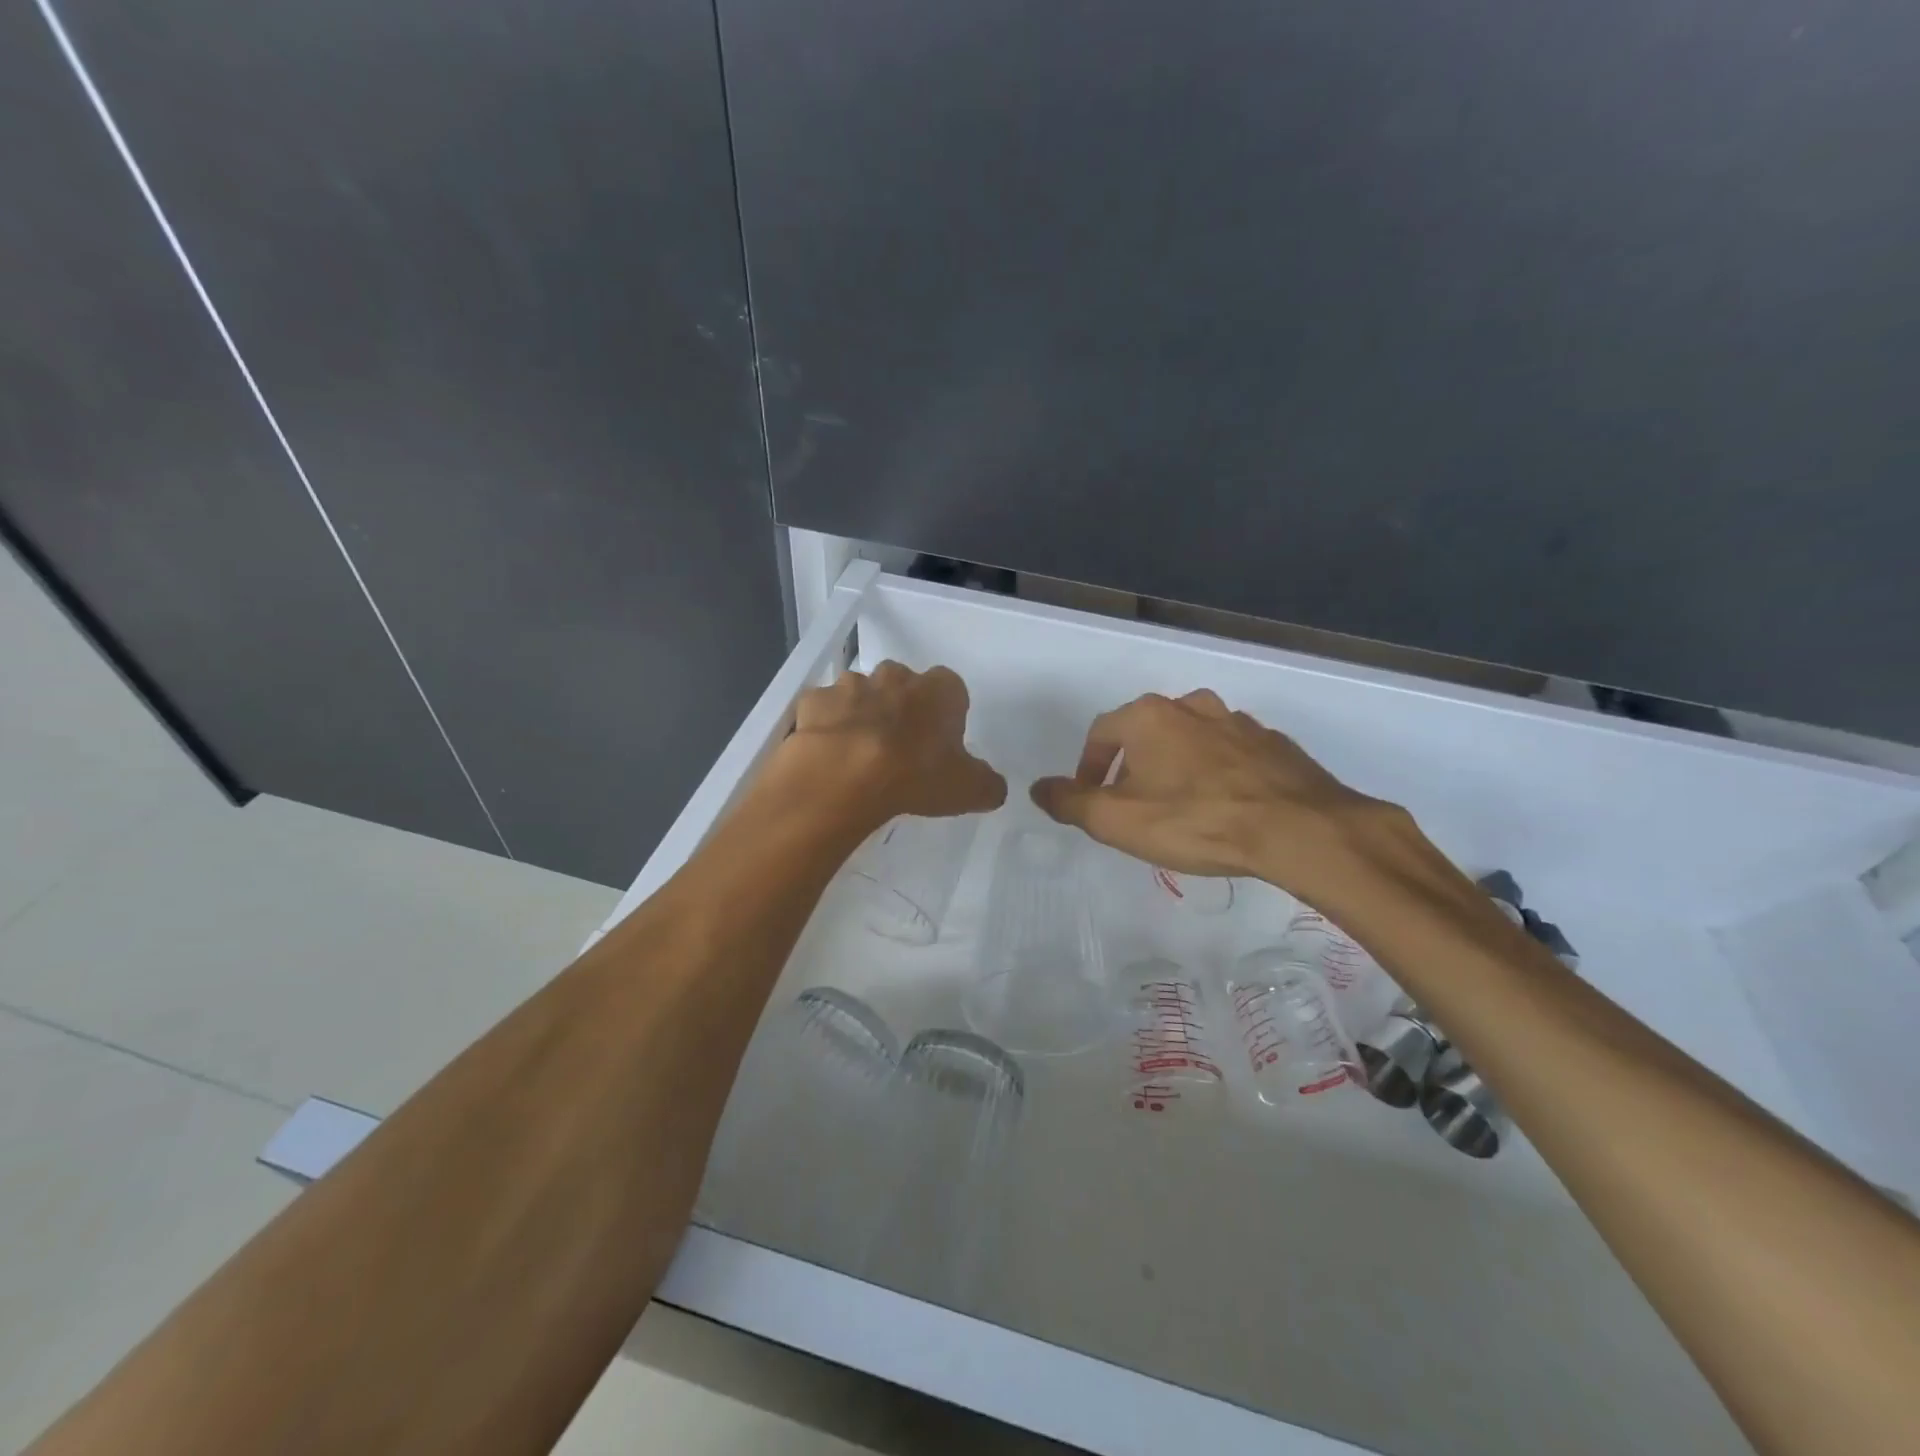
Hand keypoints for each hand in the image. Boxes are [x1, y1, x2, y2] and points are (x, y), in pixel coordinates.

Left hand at [779, 661, 1006, 823]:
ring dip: (863, 715)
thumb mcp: (969, 790)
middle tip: (900, 749)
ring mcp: (851, 684)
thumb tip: (992, 787)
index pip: (951, 690)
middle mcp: (896, 676)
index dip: (946, 715)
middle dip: (903, 709)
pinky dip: (826, 727)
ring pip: (861, 694)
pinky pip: (824, 710)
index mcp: (939, 690)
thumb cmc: (916, 776)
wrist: (845, 776)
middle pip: (904, 685)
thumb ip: (987, 784)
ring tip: (860, 756)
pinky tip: (828, 756)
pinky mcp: (815, 700)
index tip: (940, 743)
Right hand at [1030, 689, 1401, 897]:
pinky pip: (1230, 754)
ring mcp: (1237, 721)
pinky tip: (1223, 806)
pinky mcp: (1273, 743)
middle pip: (1146, 732)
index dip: (1087, 767)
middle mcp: (1191, 706)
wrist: (1297, 828)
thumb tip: (1038, 788)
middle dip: (1132, 766)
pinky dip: (1216, 773)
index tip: (1089, 799)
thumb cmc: (1195, 820)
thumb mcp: (1116, 820)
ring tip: (1178, 807)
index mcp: (1149, 717)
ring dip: (1175, 766)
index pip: (1101, 733)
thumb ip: (1071, 802)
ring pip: (1190, 740)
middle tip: (1132, 805)